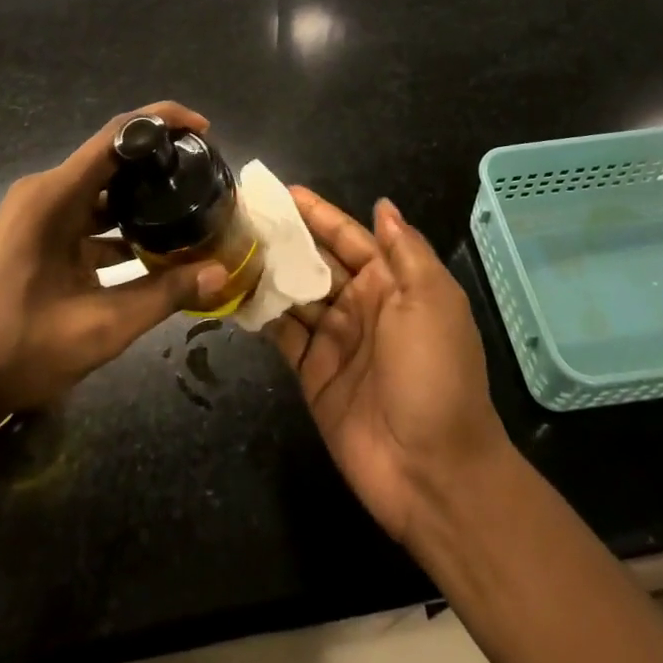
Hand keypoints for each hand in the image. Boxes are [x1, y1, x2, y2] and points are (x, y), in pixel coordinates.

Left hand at [0, 102, 229, 418]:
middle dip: (159, 163)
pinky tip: (153, 251)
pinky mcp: (36, 238)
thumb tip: (220, 273)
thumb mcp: (100, 327)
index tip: (204, 131)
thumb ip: (163, 295)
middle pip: (113, 159)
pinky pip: (86, 218)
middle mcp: (45, 193)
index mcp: (54, 196)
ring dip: (141, 201)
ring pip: (101, 192)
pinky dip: (119, 228)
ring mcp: (37, 215)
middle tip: (205, 177)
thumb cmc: (17, 348)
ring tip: (190, 210)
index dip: (163, 121)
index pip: (117, 134)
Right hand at [267, 189, 509, 542]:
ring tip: (227, 244)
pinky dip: (260, 313)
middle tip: (241, 213)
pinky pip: (282, 333)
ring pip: (294, 293)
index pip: (349, 237)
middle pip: (315, 261)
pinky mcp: (312, 372)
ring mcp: (334, 340)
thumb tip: (383, 205)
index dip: (318, 214)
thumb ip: (405, 251)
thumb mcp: (432, 301)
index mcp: (392, 284)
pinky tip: (233, 291)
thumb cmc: (436, 373)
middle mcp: (361, 305)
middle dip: (284, 237)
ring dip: (266, 270)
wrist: (433, 471)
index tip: (283, 191)